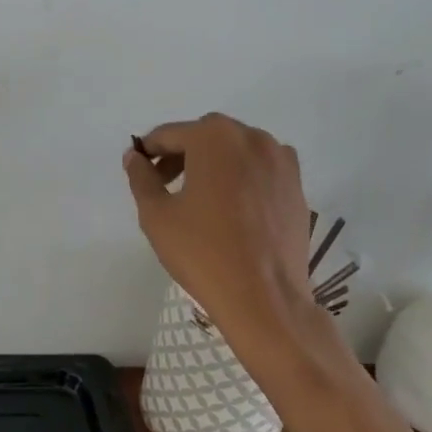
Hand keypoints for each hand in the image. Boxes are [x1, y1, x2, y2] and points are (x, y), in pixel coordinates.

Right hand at [124, 114, 319, 352]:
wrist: (264, 297)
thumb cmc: (202, 251)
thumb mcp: (156, 214)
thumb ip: (141, 178)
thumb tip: (134, 157)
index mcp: (214, 138)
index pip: (169, 134)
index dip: (147, 151)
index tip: (138, 170)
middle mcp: (252, 138)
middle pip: (205, 136)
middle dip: (181, 154)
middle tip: (165, 185)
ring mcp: (281, 161)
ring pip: (236, 151)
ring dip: (213, 164)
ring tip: (199, 199)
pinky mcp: (297, 187)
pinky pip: (260, 171)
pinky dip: (241, 178)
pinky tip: (231, 210)